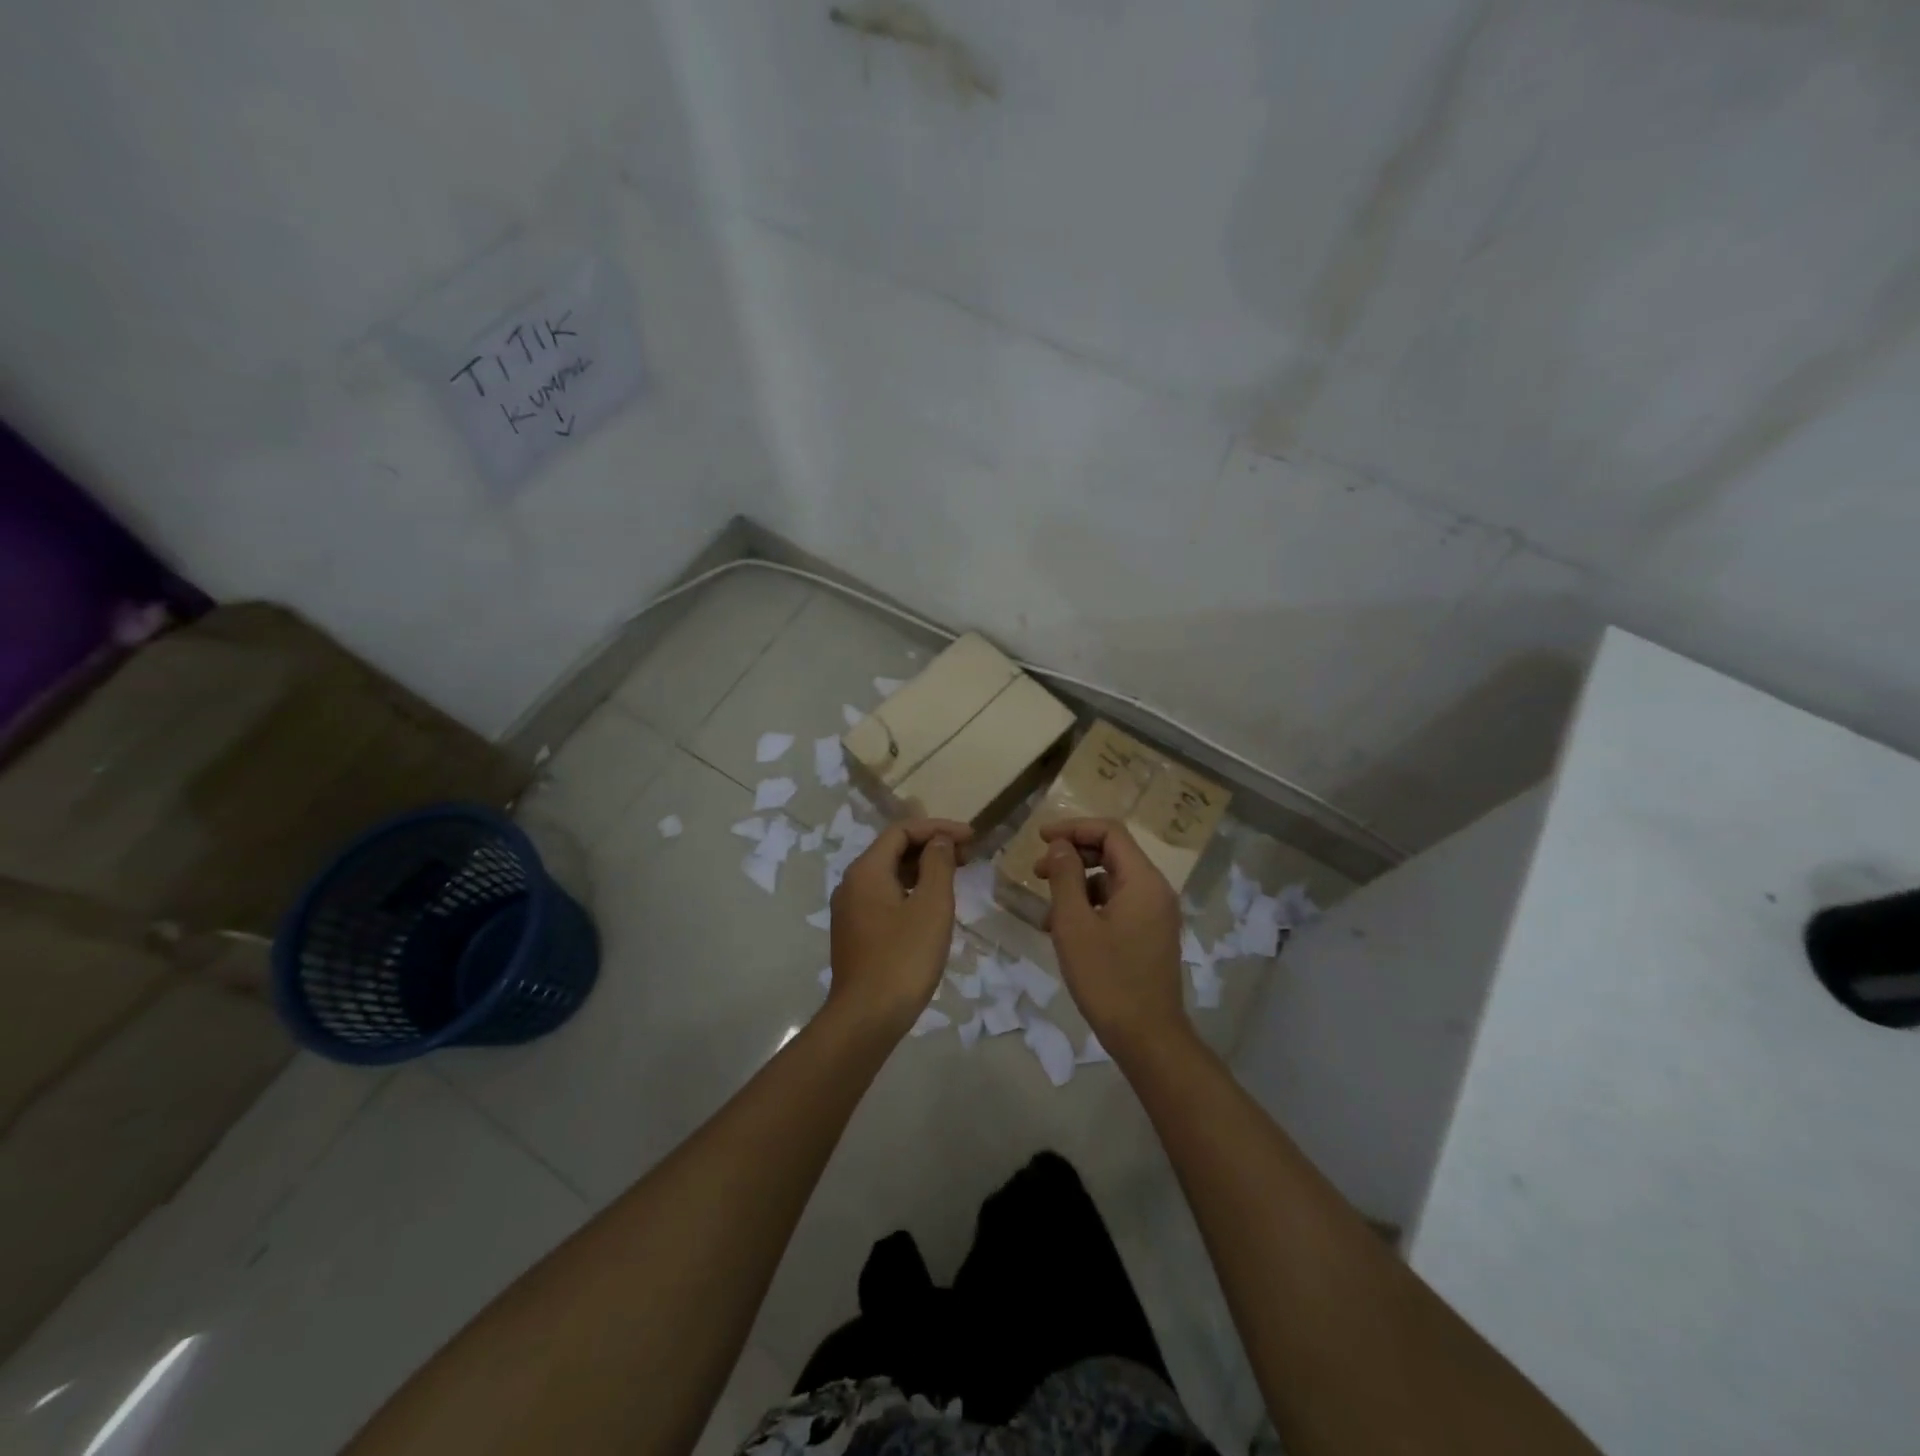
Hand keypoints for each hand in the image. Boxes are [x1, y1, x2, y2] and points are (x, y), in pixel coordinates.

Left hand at [828, 818, 972, 1035]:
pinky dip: (909, 891)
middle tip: (968, 855)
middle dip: (930, 846)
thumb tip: (939, 842)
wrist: (866, 1018)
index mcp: (866, 870)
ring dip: (921, 869)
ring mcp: (849, 910)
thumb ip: (938, 865)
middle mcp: (851, 883)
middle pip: (892, 850)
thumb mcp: (931, 906)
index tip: (971, 837)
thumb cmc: (904, 958)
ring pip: (888, 875)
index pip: (902, 831)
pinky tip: (931, 906)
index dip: (938, 828)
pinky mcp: (854, 933)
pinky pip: (884, 897)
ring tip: (954, 876)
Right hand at [1037, 818, 1187, 1058]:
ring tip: (1047, 910)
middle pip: (1113, 852)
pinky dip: (1091, 906)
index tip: (1039, 838)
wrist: (1147, 1037)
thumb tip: (1060, 847)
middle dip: (1073, 855)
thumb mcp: (1074, 924)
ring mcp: (1156, 913)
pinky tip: (1065, 930)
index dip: (1073, 828)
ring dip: (1078, 884)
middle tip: (1037, 872)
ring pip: (1112, 880)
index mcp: (1143, 881)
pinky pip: (1118, 904)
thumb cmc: (1107, 979)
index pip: (1110, 832)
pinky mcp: (1150, 934)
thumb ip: (1065, 877)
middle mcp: (1155, 890)